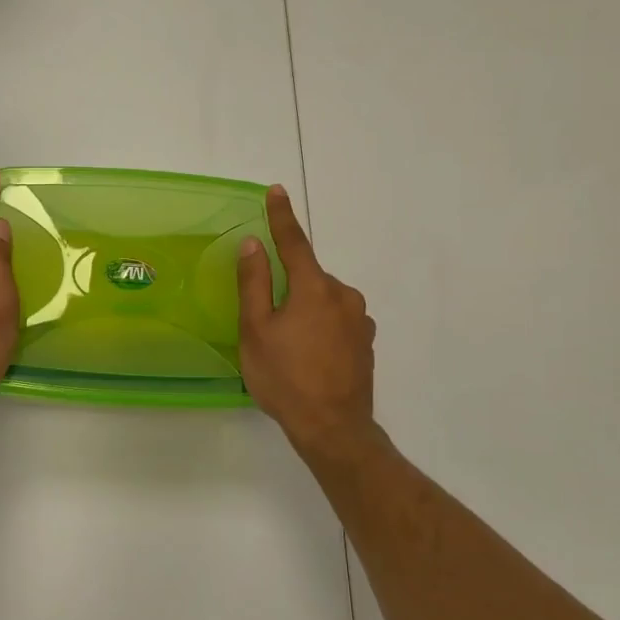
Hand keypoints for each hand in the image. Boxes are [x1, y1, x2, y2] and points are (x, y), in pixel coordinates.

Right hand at [238, 185, 376, 454]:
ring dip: (305, 309)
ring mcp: (360, 320)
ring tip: (289, 347)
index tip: (276, 190)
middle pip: (308, 277)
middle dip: (288, 288)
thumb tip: (253, 244)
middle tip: (268, 323)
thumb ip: (254, 283)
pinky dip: (321, 327)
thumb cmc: (286, 378)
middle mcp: (343, 295)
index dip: (281, 216)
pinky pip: (338, 320)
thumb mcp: (256, 330)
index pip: (294, 242)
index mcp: (314, 287)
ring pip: (323, 300)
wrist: (334, 429)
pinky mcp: (367, 342)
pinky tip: (311, 356)